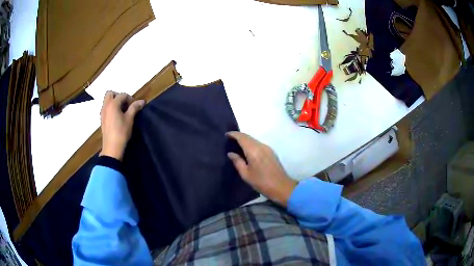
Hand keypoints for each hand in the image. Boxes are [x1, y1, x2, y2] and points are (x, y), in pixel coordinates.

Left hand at [100, 91, 144, 160]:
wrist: (112, 147)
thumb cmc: (121, 132)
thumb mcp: (130, 119)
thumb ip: (135, 108)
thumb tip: (142, 101)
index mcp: (113, 104)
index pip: (122, 95)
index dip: (130, 99)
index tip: (135, 106)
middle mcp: (106, 106)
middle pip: (110, 94)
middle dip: (118, 96)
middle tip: (126, 104)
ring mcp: (102, 112)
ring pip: (107, 101)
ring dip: (114, 102)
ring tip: (122, 111)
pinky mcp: (102, 119)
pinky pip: (106, 108)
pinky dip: (111, 108)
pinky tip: (117, 117)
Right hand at [226, 131, 297, 206]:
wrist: (281, 186)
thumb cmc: (261, 182)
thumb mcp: (246, 174)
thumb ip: (237, 162)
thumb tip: (231, 153)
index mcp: (253, 151)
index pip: (242, 137)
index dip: (233, 134)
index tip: (226, 135)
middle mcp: (261, 146)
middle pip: (248, 136)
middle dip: (239, 136)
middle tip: (230, 139)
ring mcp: (267, 148)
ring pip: (254, 139)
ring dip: (245, 139)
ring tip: (237, 144)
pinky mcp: (271, 152)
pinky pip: (258, 143)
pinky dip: (251, 143)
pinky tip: (247, 150)